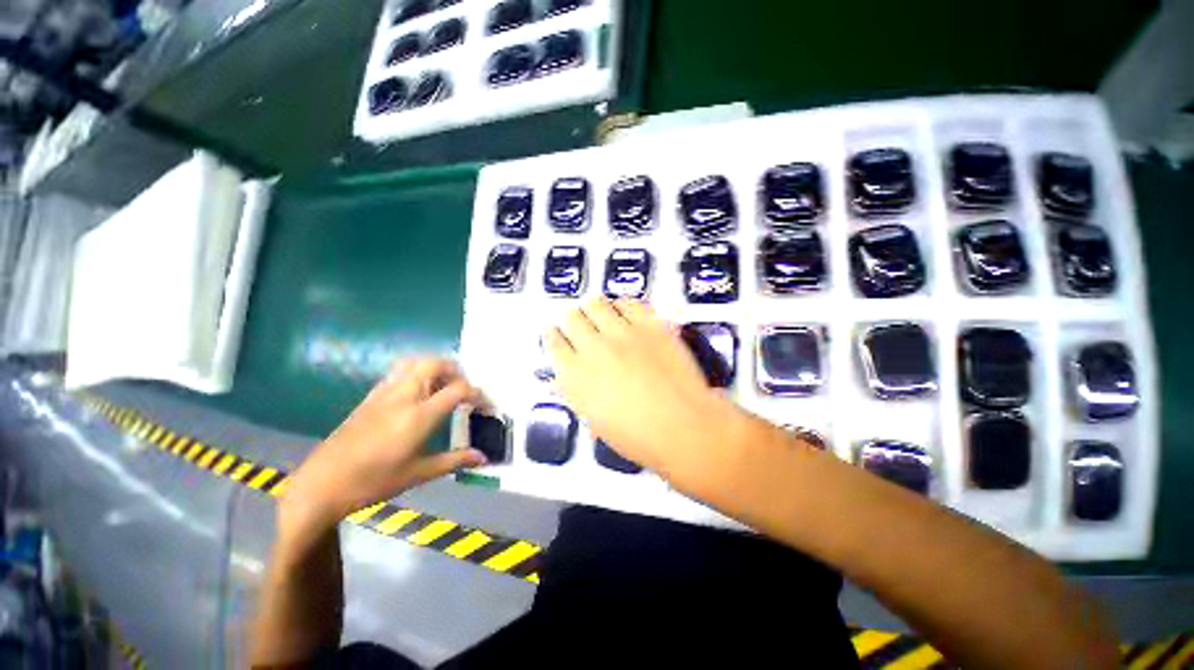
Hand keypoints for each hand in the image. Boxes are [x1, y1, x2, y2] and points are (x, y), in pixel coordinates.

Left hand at [280, 358, 485, 532]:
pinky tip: (417, 392)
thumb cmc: (373, 482)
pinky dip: (416, 372)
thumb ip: (454, 461)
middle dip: (456, 370)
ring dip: (435, 367)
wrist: (321, 484)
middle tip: (464, 388)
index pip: (458, 389)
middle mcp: (403, 396)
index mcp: (419, 416)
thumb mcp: (419, 474)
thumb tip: (483, 458)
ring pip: (415, 362)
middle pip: (435, 364)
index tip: (484, 405)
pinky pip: (399, 371)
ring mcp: (384, 393)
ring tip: (443, 385)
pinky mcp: (370, 396)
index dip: (477, 393)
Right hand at [544, 297, 758, 494]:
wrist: (683, 428)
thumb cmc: (637, 436)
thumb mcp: (594, 420)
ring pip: (596, 303)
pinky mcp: (650, 325)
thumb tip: (563, 377)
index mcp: (574, 375)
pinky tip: (626, 315)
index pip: (553, 342)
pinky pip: (629, 302)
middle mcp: (593, 347)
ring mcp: (623, 333)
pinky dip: (623, 306)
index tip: (556, 333)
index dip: (553, 335)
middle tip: (583, 326)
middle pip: (572, 316)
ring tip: (603, 317)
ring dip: (595, 309)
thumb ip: (575, 392)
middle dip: (574, 320)